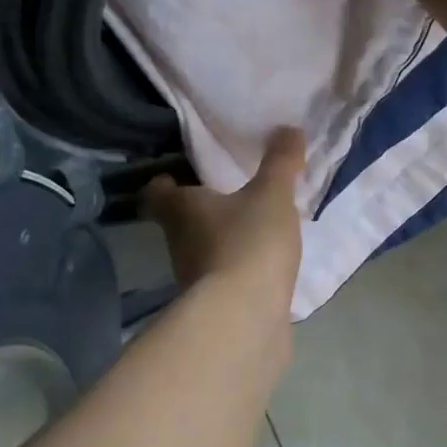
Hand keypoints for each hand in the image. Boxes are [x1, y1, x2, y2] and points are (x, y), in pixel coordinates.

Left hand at [142, 130, 305, 303]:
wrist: (245, 319)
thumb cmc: (249, 243)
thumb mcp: (272, 195)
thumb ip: (281, 163)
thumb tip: (288, 128)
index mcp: (183, 210)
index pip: (157, 193)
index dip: (164, 183)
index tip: (175, 176)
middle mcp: (180, 244)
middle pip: (181, 223)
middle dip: (202, 212)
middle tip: (230, 197)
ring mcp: (196, 280)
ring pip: (204, 252)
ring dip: (223, 242)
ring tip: (254, 231)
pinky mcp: (217, 308)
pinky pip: (227, 281)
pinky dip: (240, 272)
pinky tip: (265, 268)